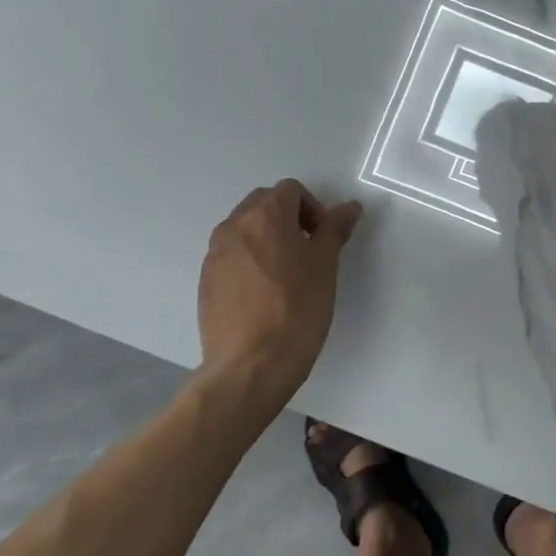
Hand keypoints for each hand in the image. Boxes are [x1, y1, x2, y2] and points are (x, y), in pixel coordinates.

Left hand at [197, 180, 363, 403]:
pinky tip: (264, 295)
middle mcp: (234, 226)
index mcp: (265, 216)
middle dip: (288, 218)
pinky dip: (250, 262)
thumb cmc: (297, 310)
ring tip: (286, 275)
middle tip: (308, 251)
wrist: (251, 365)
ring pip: (245, 230)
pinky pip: (232, 256)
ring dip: (267, 239)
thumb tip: (349, 207)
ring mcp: (215, 254)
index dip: (313, 208)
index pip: (290, 190)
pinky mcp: (206, 281)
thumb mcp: (326, 266)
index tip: (323, 239)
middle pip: (263, 204)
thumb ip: (335, 230)